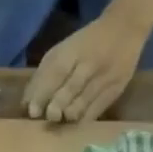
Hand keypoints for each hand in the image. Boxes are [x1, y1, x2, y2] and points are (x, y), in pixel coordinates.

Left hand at [23, 13, 150, 122]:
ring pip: (83, 104)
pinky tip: (74, 123)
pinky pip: (96, 110)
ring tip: (60, 121)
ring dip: (68, 116)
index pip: (56, 74)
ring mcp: (105, 77)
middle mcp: (90, 64)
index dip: (42, 95)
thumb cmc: (86, 43)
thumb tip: (26, 104)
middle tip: (48, 118)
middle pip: (69, 91)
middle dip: (55, 108)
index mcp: (73, 51)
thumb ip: (44, 74)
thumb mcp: (64, 50)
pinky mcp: (116, 89)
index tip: (32, 112)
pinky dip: (82, 119)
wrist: (126, 28)